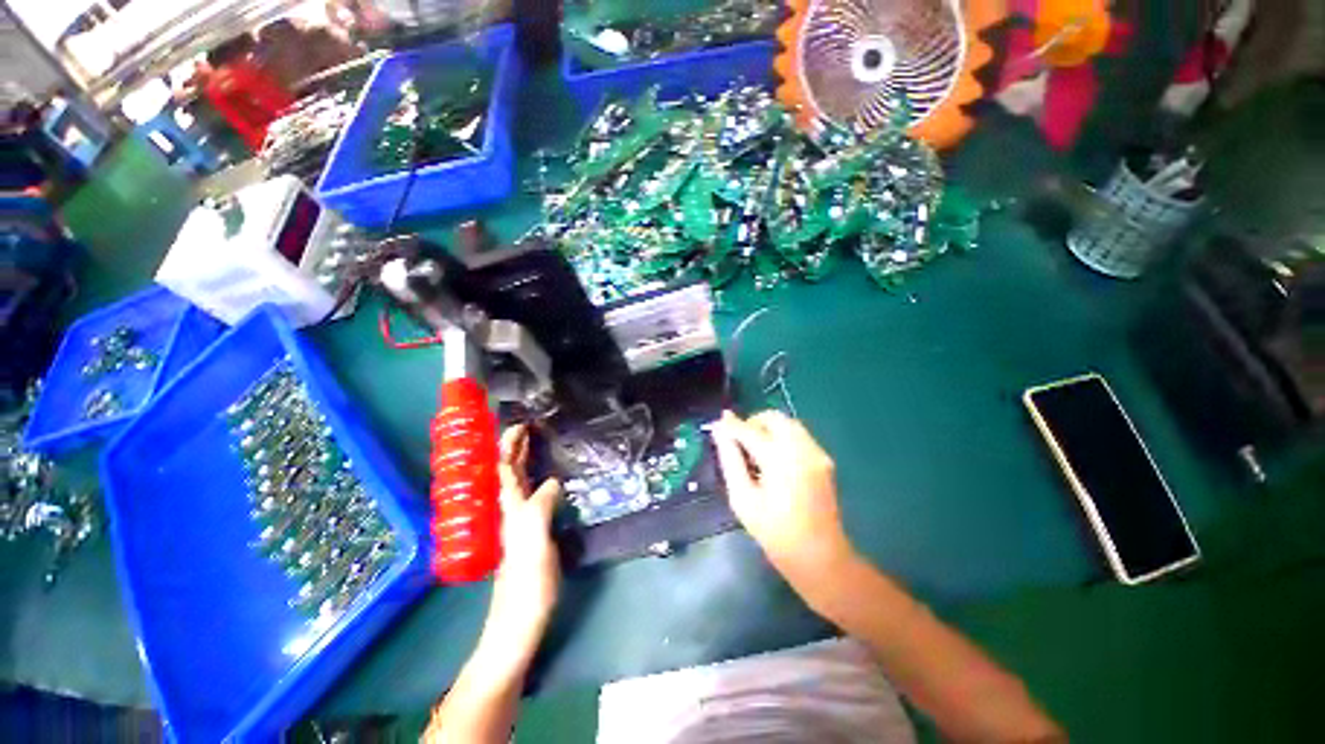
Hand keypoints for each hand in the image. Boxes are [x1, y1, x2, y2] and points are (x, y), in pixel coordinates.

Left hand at [486, 425, 562, 654]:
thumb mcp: (534, 544)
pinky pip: (532, 497)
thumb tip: (554, 481)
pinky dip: (537, 480)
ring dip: (524, 462)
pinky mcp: (530, 535)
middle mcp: (511, 513)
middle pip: (509, 474)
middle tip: (530, 427)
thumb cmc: (526, 586)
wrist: (518, 625)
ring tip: (537, 445)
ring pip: (519, 485)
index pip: (504, 470)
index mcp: (509, 511)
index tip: (521, 424)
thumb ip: (540, 509)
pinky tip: (548, 481)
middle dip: (516, 449)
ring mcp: (519, 525)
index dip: (510, 446)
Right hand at [711, 410, 855, 581]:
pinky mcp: (824, 459)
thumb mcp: (742, 498)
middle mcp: (801, 448)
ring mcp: (816, 452)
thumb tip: (719, 432)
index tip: (717, 424)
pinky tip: (774, 459)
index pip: (749, 430)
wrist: (820, 557)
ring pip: (789, 423)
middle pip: (774, 418)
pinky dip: (782, 437)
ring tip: (755, 451)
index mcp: (779, 458)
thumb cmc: (775, 532)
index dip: (731, 425)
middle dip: (753, 422)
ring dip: (769, 428)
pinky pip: (799, 435)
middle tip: (739, 441)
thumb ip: (730, 459)